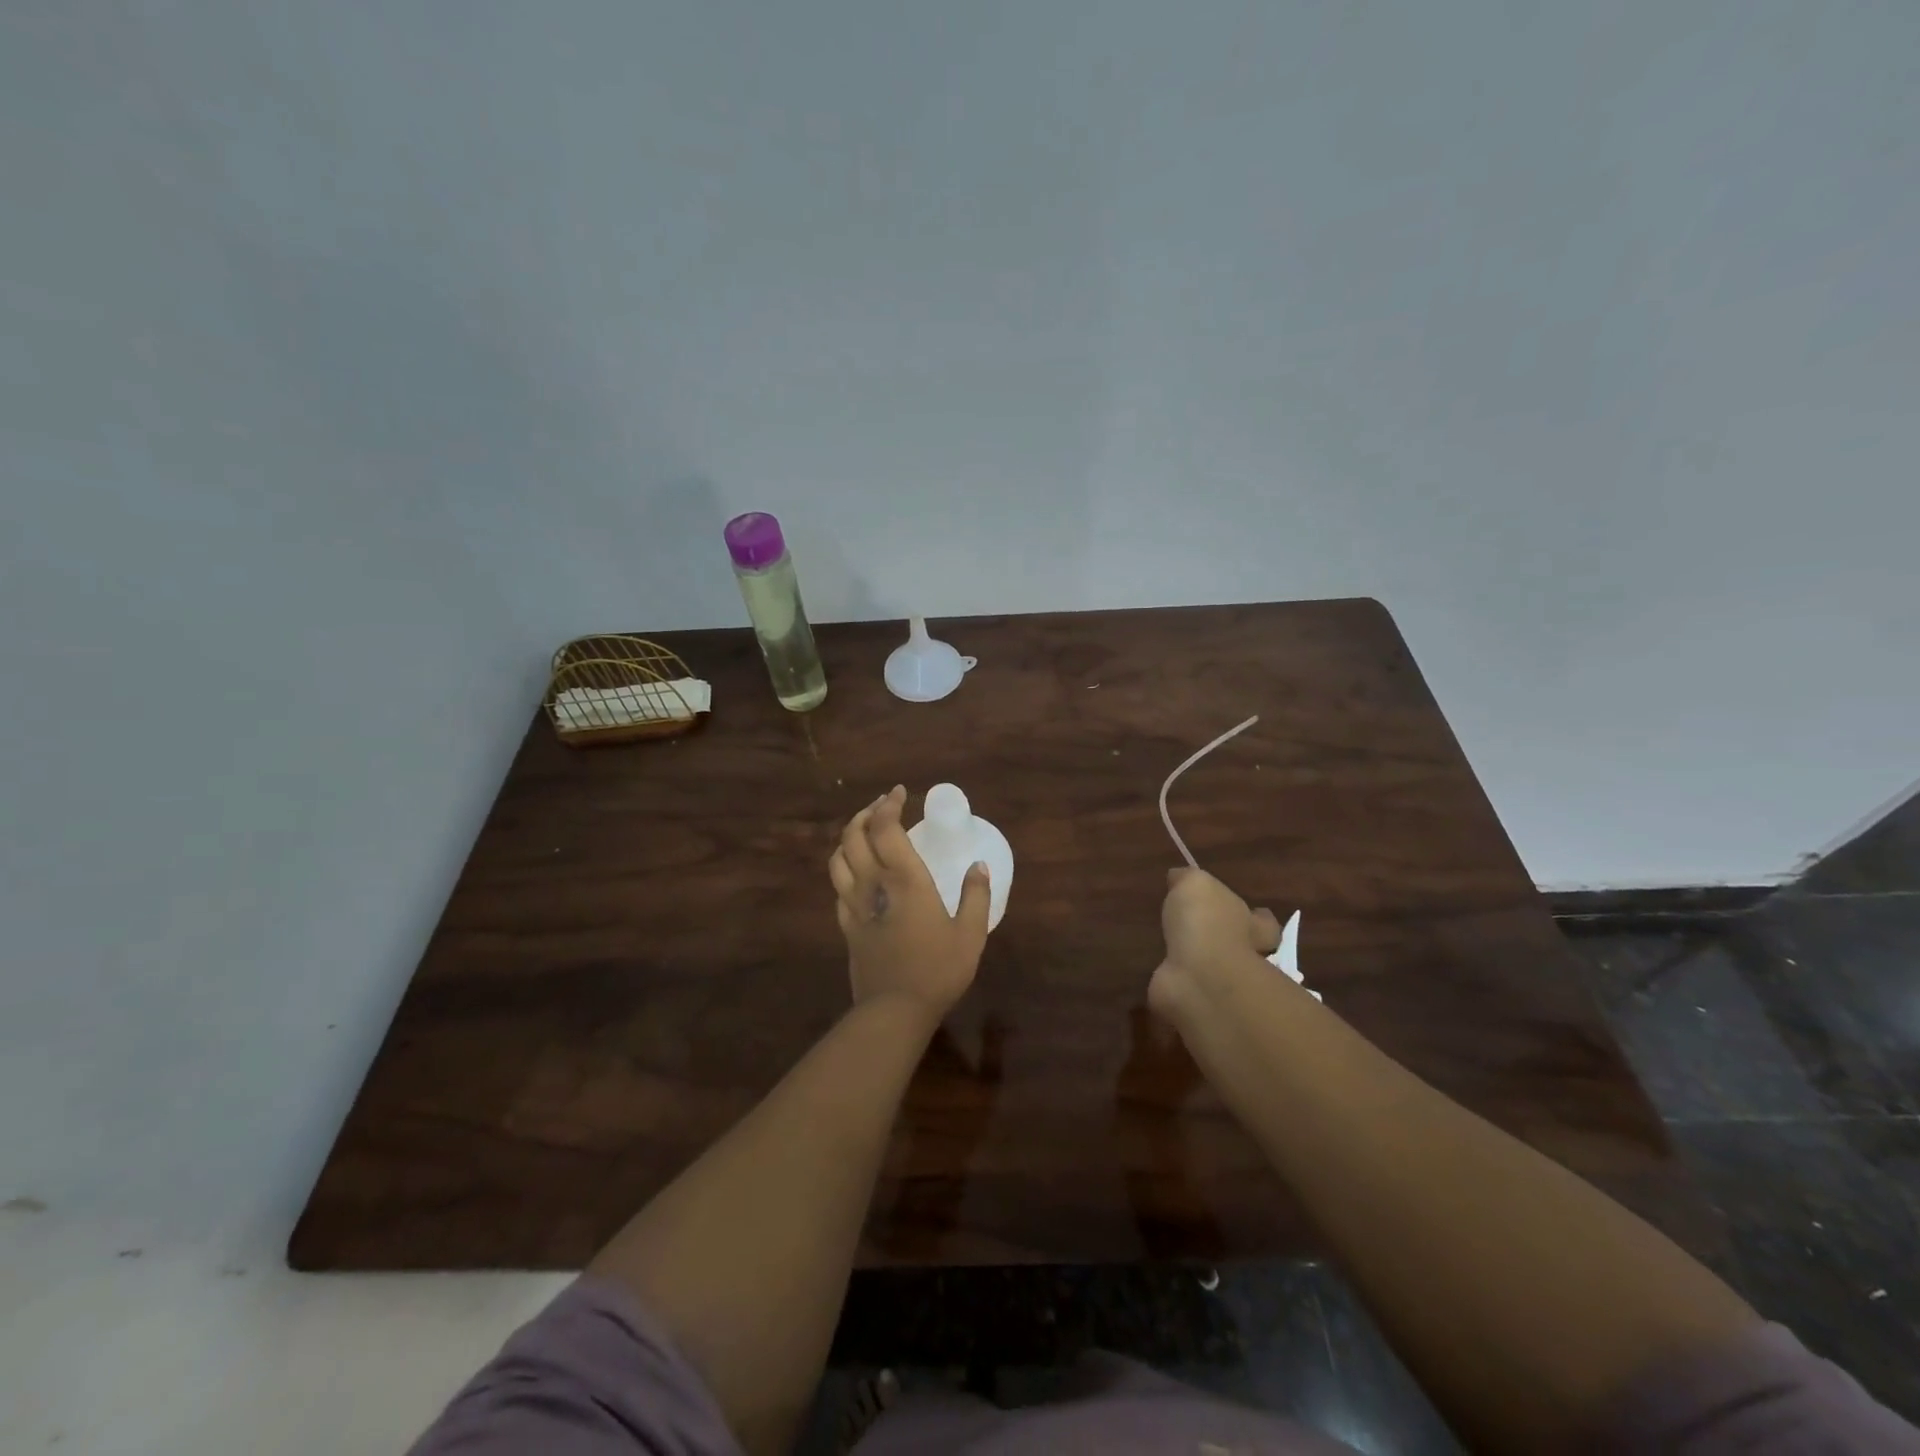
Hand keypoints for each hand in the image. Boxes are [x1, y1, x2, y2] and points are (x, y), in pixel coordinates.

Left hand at [828, 786, 989, 1021]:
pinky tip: (857, 873)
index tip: (899, 792)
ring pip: (838, 857)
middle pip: (854, 834)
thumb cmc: (938, 969)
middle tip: (882, 806)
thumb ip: (976, 896)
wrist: (894, 1010)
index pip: (885, 826)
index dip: (888, 803)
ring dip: (849, 837)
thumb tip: (979, 866)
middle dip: (866, 813)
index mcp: (904, 877)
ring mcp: (854, 904)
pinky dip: (844, 868)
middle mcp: (873, 882)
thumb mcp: (970, 933)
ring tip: (865, 832)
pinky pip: (837, 886)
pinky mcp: (846, 925)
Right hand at [1148, 867, 1283, 1026]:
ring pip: (1216, 972)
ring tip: (1179, 956)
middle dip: (1231, 944)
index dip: (1256, 917)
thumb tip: (1178, 877)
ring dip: (1203, 966)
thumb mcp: (1194, 884)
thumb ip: (1188, 879)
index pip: (1262, 921)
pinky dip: (1182, 988)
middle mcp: (1243, 956)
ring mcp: (1223, 984)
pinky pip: (1190, 992)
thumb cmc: (1205, 923)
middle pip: (1245, 949)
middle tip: (1207, 937)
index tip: (1250, 912)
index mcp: (1250, 924)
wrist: (1199, 978)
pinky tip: (1167, 980)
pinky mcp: (1198, 1003)